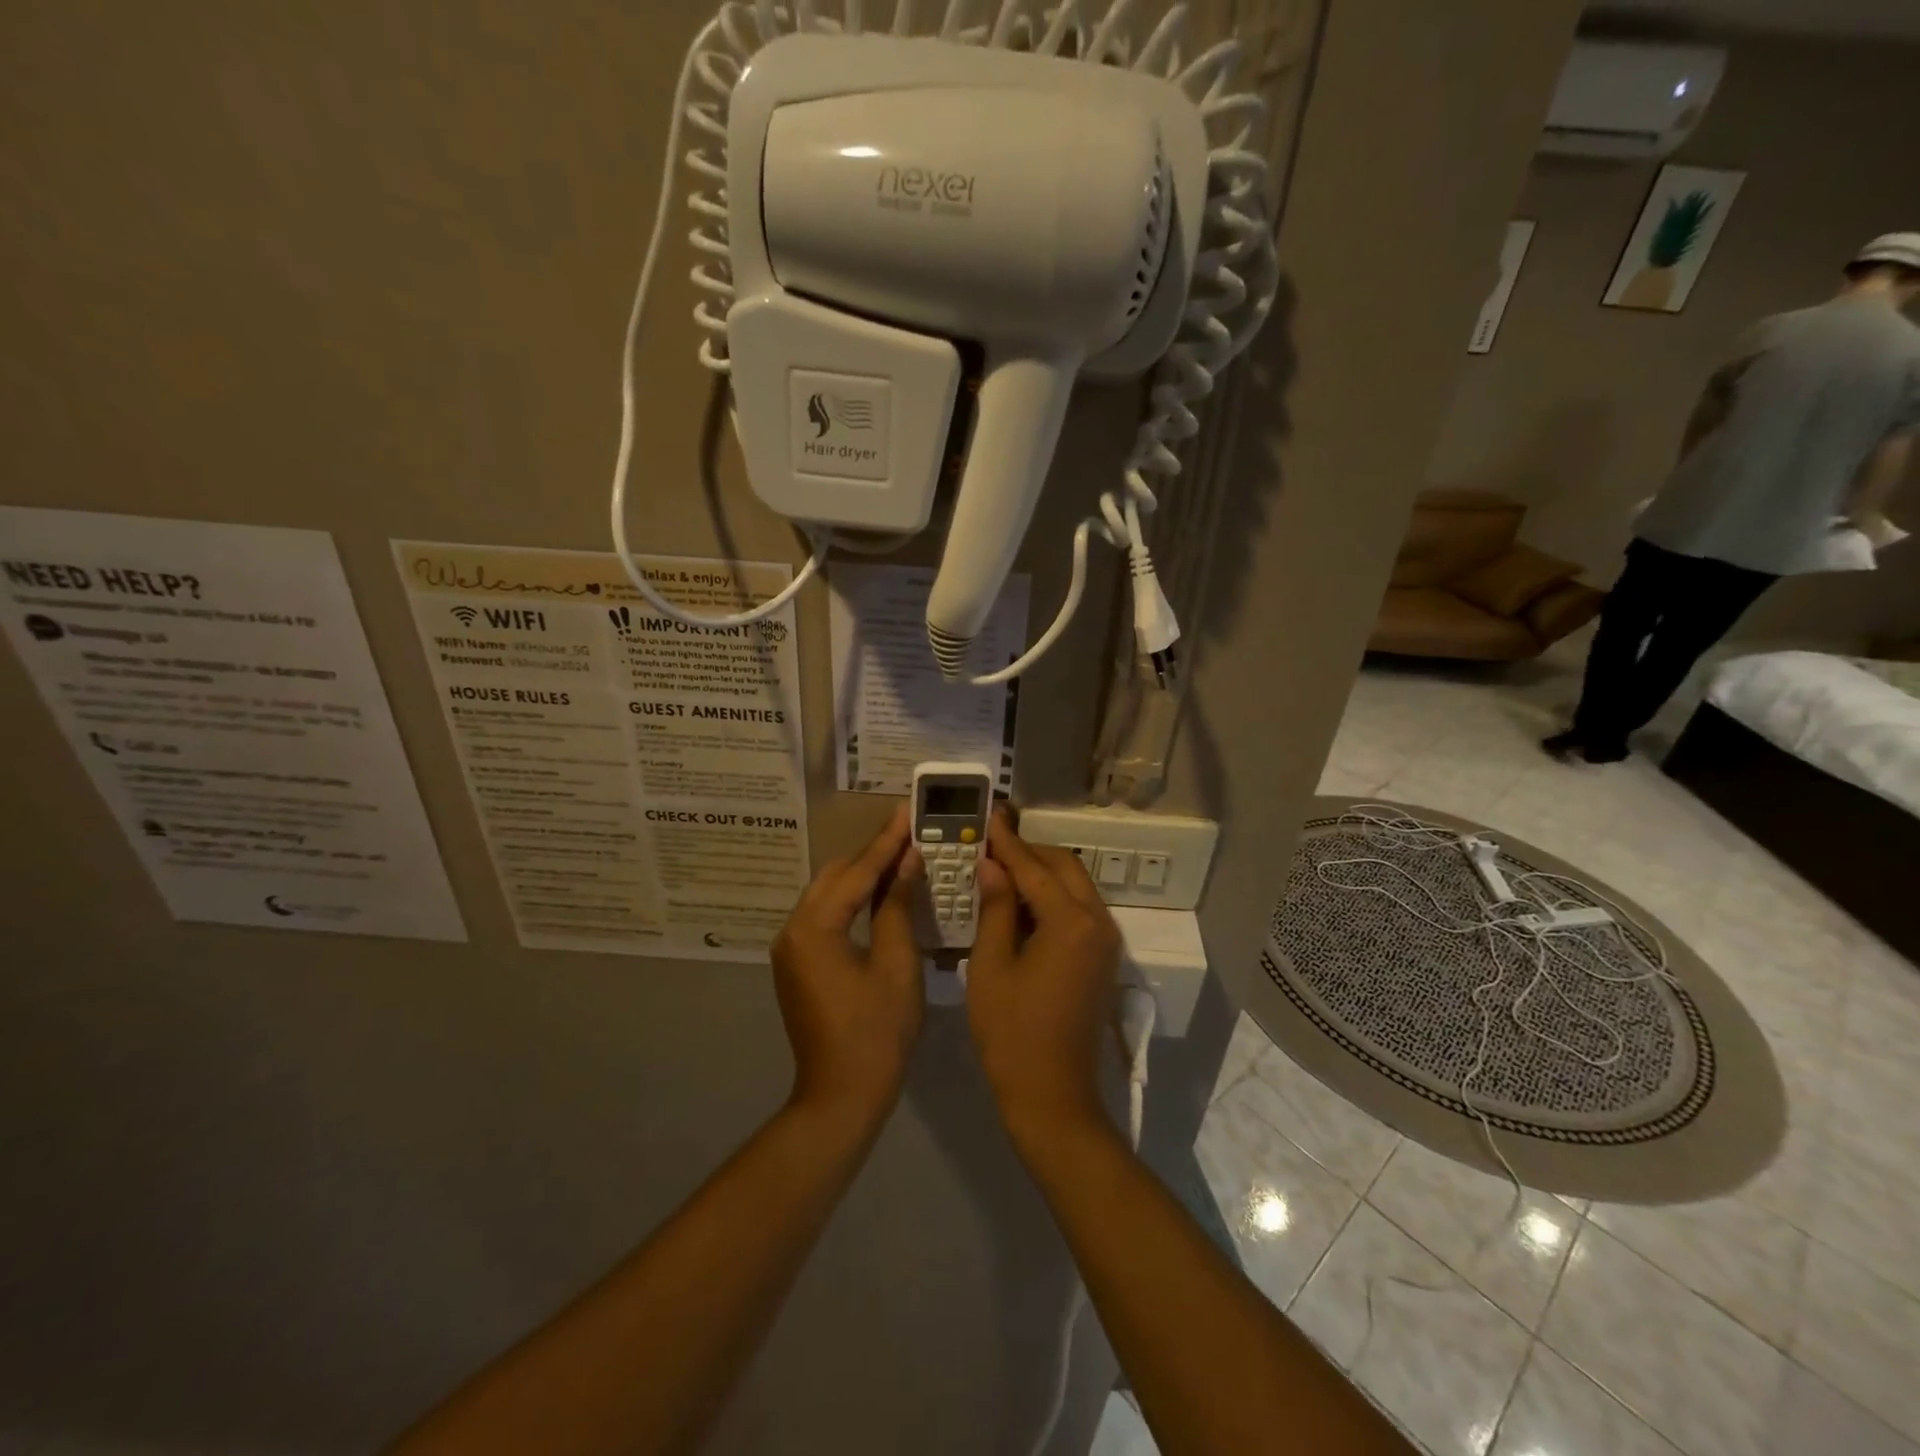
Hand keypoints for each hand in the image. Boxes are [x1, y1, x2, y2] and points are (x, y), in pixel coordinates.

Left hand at [771, 805, 924, 1129]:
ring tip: (900, 857)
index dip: (887, 842)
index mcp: (814, 927)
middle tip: (909, 834)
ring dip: (861, 877)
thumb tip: (908, 861)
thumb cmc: (877, 1032)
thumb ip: (897, 906)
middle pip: (835, 877)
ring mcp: (791, 948)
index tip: (907, 811)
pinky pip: (825, 917)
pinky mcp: (797, 964)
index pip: (857, 872)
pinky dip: (851, 902)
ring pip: (828, 895)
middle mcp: (793, 929)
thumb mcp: (897, 964)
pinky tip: (879, 895)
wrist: (841, 1096)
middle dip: (872, 855)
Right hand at [967, 810, 1121, 1140]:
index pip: (1034, 867)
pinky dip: (1054, 897)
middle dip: (1029, 852)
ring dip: (1043, 873)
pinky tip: (1023, 903)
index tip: (987, 817)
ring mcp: (1106, 941)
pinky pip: (1080, 910)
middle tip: (992, 844)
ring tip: (1002, 868)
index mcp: (1070, 921)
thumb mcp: (990, 966)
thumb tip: (991, 865)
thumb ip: (995, 908)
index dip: (1007, 842)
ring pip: (1076, 886)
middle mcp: (1098, 922)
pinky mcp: (1104, 958)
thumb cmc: (1011, 1032)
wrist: (1052, 1096)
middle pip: (1064, 867)